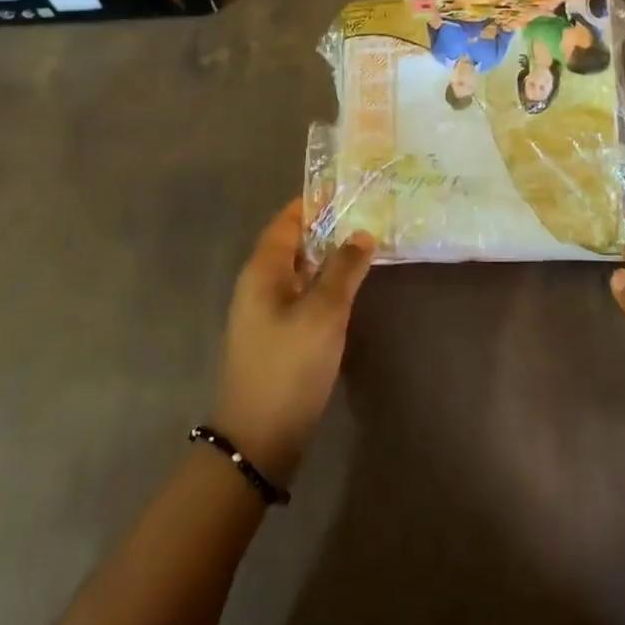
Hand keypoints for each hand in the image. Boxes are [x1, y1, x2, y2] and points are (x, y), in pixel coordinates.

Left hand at [212, 199, 374, 488]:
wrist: (258, 438)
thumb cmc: (289, 366)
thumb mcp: (323, 313)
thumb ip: (344, 269)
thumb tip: (361, 233)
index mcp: (263, 270)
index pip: (287, 220)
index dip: (314, 201)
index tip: (347, 187)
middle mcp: (259, 284)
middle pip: (294, 242)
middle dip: (326, 225)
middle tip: (366, 212)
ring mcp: (266, 311)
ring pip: (300, 269)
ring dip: (328, 254)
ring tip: (365, 242)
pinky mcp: (277, 335)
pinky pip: (302, 293)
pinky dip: (324, 281)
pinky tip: (349, 287)